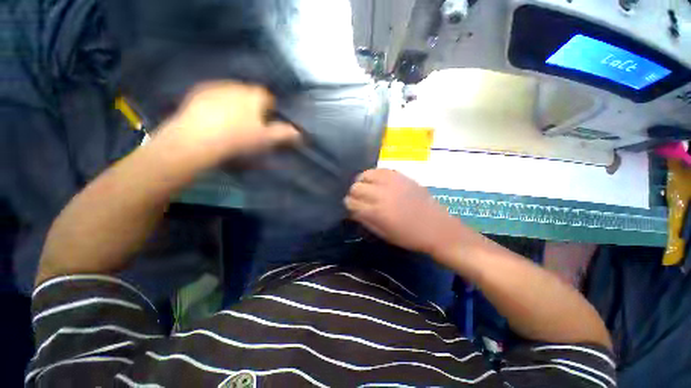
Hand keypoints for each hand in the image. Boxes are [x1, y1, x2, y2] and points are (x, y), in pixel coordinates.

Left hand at [153, 81, 299, 169]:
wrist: (197, 139)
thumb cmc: (238, 139)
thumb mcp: (266, 139)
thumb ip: (284, 133)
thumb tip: (299, 132)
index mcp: (255, 95)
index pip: (268, 97)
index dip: (269, 109)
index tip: (266, 122)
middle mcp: (237, 86)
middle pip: (250, 94)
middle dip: (252, 105)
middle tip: (249, 124)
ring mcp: (216, 87)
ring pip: (232, 93)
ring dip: (235, 103)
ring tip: (231, 122)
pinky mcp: (198, 91)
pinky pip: (213, 94)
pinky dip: (217, 103)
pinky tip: (214, 117)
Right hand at [345, 169, 465, 255]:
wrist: (436, 227)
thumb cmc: (408, 236)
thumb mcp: (382, 234)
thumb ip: (364, 220)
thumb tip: (352, 210)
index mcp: (375, 212)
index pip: (350, 202)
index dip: (349, 205)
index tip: (353, 208)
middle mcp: (380, 194)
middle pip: (355, 187)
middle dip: (354, 194)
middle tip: (360, 199)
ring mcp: (391, 182)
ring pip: (365, 174)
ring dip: (362, 182)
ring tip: (368, 188)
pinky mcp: (400, 175)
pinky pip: (379, 170)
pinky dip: (374, 175)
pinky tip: (378, 182)